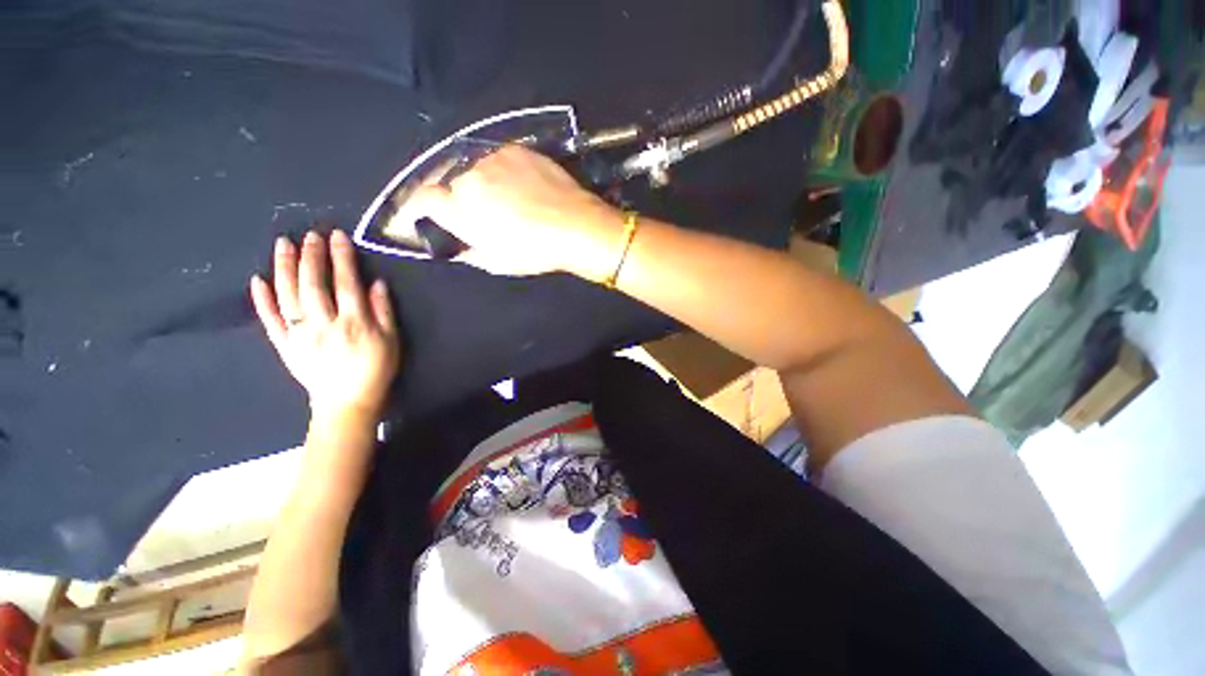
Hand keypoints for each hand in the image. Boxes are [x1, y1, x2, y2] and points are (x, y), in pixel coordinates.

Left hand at [250, 230, 399, 423]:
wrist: (347, 402)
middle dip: (311, 256)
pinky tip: (258, 280)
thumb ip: (384, 311)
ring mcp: (300, 334)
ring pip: (289, 296)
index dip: (341, 258)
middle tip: (310, 235)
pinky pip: (270, 320)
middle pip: (314, 284)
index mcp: (354, 322)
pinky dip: (262, 300)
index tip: (337, 236)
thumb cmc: (376, 369)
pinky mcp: (284, 345)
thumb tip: (376, 283)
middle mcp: (324, 324)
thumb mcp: (391, 341)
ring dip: (285, 268)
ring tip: (283, 244)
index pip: (346, 283)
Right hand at [392, 145, 625, 280]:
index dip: (412, 208)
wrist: (577, 226)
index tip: (413, 217)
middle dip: (455, 200)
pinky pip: (498, 161)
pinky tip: (519, 188)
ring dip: (481, 185)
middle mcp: (470, 176)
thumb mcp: (496, 262)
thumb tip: (456, 246)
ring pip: (475, 171)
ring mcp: (494, 159)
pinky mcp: (517, 150)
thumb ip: (467, 251)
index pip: (421, 199)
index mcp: (460, 207)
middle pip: (450, 184)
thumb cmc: (535, 251)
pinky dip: (501, 174)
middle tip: (474, 215)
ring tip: (504, 202)